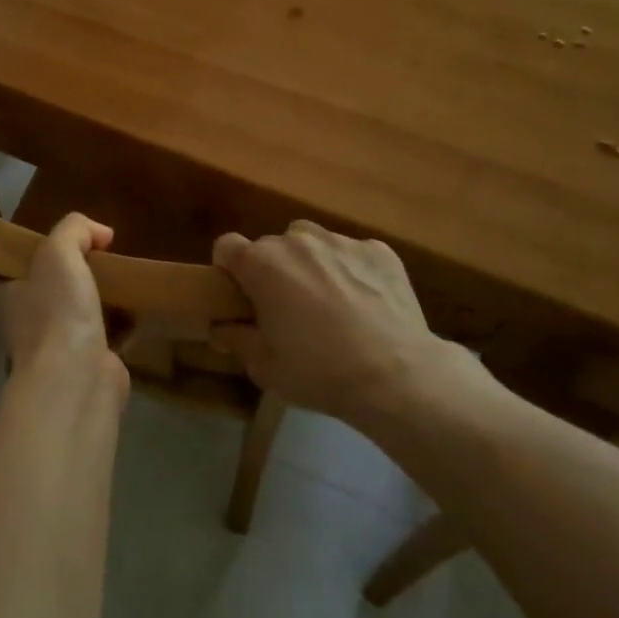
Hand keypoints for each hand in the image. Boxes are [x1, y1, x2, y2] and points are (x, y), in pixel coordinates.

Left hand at [0, 213, 126, 387]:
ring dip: (85, 296)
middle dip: (45, 274)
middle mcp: (22, 321)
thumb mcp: (58, 253)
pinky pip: (103, 334)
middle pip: (25, 292)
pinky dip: (119, 321)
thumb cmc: (55, 312)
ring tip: (112, 271)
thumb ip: (75, 230)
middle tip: (73, 250)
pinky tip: (137, 303)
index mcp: (2, 295)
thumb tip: (100, 234)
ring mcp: (54, 345)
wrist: (79, 379)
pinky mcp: (88, 360)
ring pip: (65, 313)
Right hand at [212, 221, 484, 428]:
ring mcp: (341, 241)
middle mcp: (297, 240)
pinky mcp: (379, 250)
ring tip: (329, 301)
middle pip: (272, 246)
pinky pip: (353, 253)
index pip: (226, 246)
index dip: (229, 269)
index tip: (240, 295)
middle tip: (287, 309)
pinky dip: (352, 271)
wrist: (397, 377)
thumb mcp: (265, 368)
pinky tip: (366, 303)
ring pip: (312, 243)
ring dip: (311, 264)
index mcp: (262, 264)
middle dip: (273, 270)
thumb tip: (221, 328)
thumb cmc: (319, 372)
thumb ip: (237, 340)